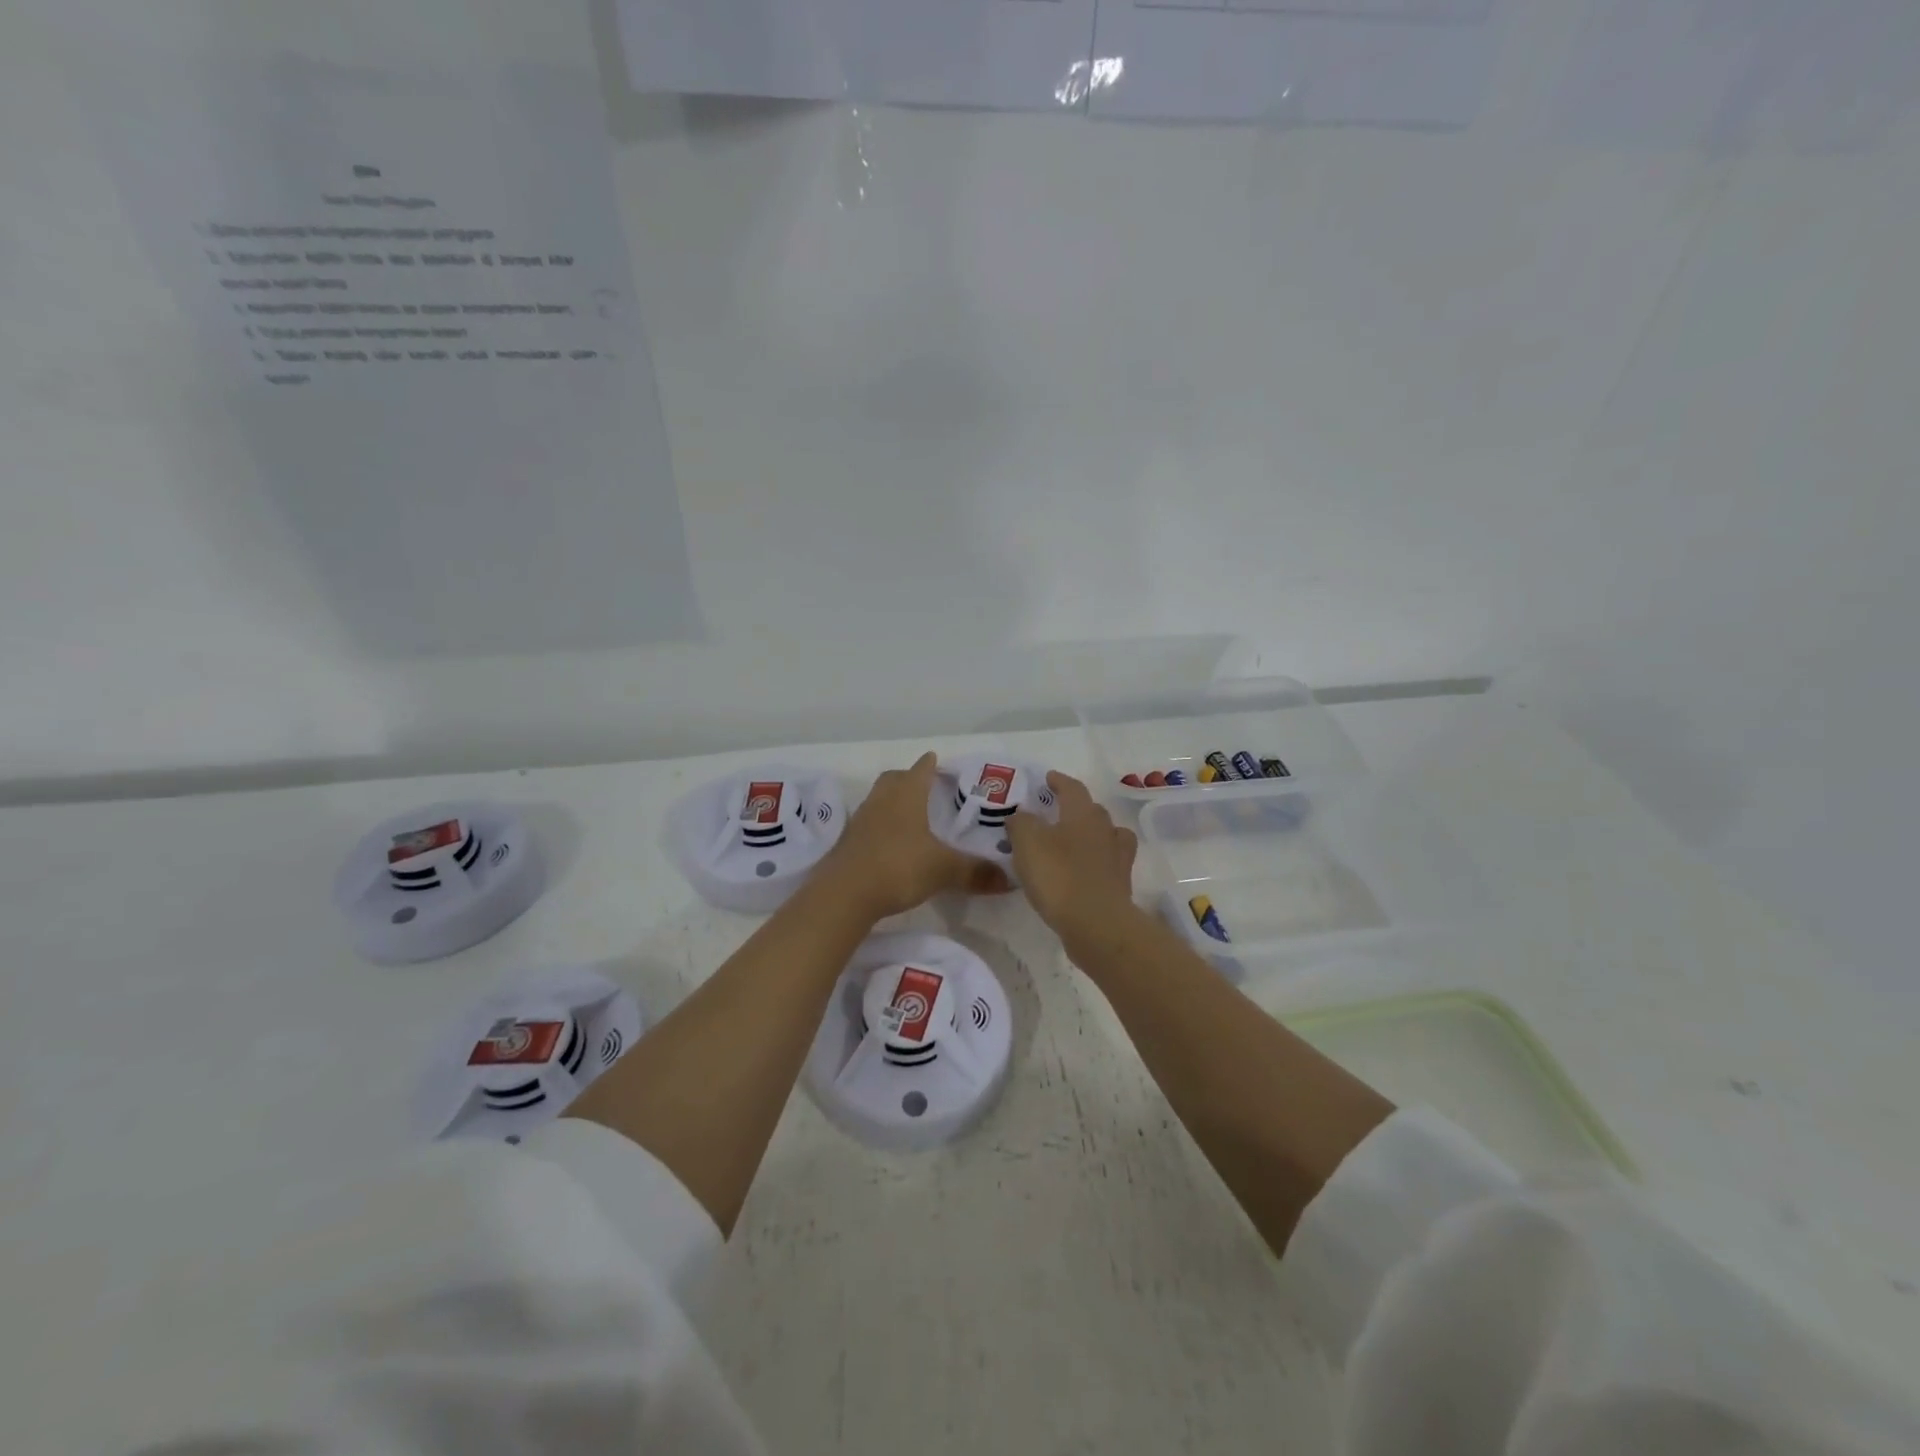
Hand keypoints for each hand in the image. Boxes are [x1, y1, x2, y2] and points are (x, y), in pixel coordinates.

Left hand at [822, 753, 1013, 919]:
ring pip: (878, 801)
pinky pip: (868, 825)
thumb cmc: (898, 867)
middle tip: (924, 786)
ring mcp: (860, 821)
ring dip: (892, 802)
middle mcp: (881, 801)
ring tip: (910, 816)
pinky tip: (891, 844)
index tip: (937, 760)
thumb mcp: (943, 870)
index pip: (920, 770)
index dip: (930, 765)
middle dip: (907, 779)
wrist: (844, 894)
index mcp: (906, 795)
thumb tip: (1009, 879)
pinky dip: (880, 827)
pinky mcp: (848, 844)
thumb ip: (975, 872)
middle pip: (893, 779)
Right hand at [1006, 771, 1138, 948]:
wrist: (1096, 923)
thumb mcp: (1027, 842)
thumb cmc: (1059, 875)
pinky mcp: (1120, 885)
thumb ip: (1021, 823)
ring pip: (1106, 837)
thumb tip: (1022, 816)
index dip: (1059, 781)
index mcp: (1083, 814)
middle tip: (1056, 812)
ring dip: (1091, 835)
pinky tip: (1081, 872)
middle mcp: (1105, 830)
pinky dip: (1095, 863)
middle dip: (1076, 808)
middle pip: (1093, 811)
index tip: (1049, 778)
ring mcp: (1117, 858)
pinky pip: (1107, 864)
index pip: (1072, 788)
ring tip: (1073, 843)